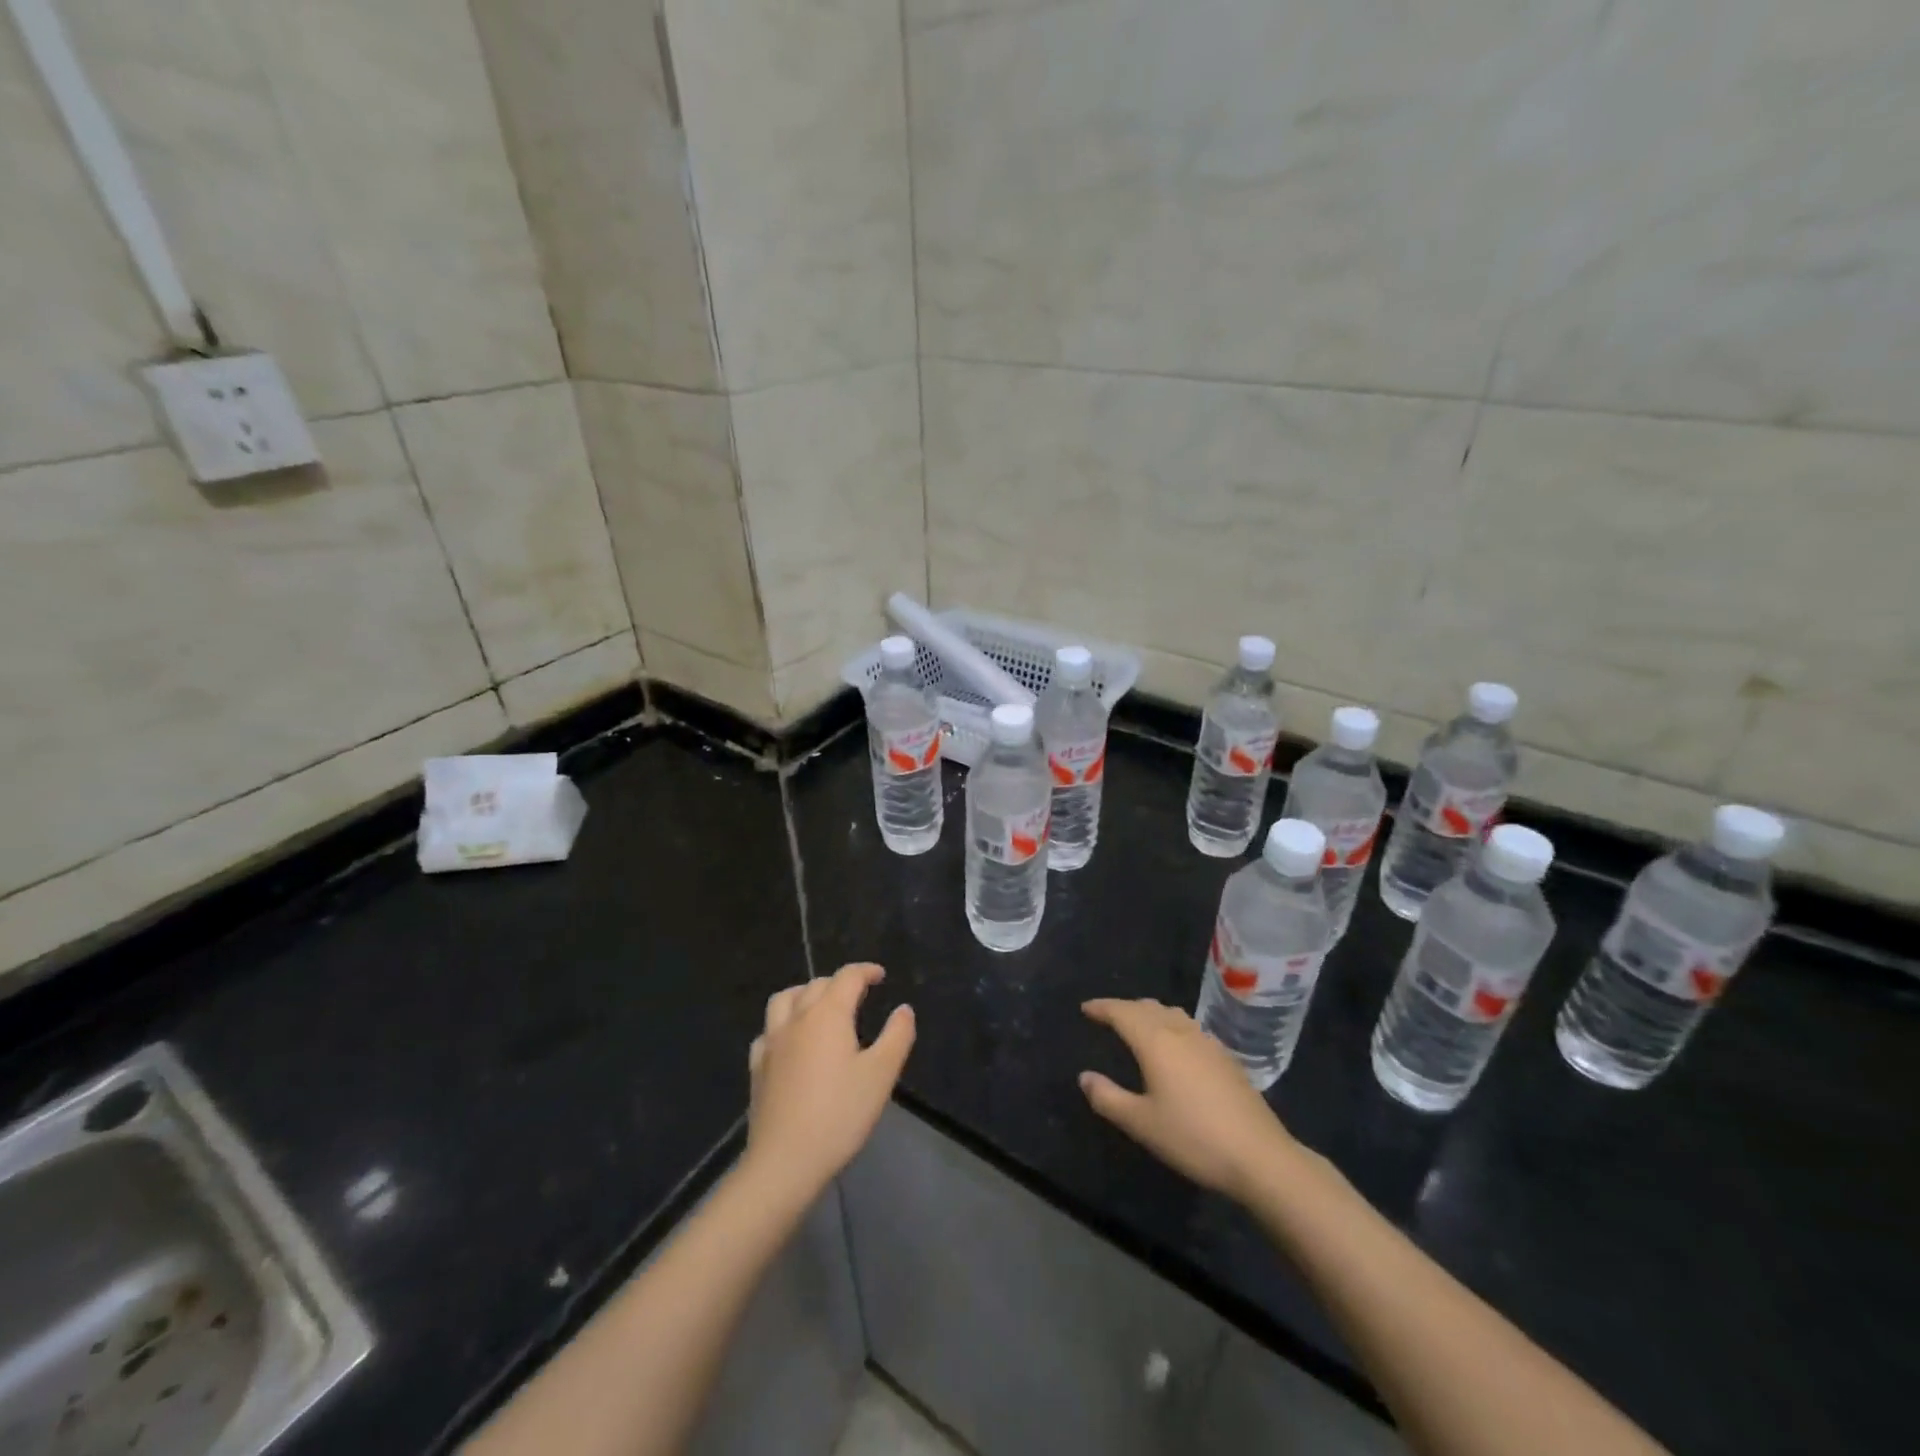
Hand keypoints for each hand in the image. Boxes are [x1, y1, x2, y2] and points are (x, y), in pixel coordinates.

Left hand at [743, 963, 914, 1208]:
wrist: (784, 1161)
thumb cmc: (839, 1114)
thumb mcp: (881, 1074)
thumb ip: (896, 1036)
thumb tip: (904, 1009)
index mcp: (828, 1014)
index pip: (847, 977)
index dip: (866, 971)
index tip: (880, 975)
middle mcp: (796, 1018)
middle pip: (817, 984)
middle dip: (839, 982)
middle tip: (858, 995)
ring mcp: (771, 1042)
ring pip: (784, 999)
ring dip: (805, 993)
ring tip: (820, 1006)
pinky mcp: (757, 1067)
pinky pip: (768, 1031)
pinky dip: (782, 1024)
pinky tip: (790, 1041)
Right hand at [1079, 998, 1300, 1203]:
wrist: (1260, 1156)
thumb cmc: (1193, 1138)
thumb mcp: (1141, 1124)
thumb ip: (1108, 1098)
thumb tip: (1085, 1077)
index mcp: (1156, 1042)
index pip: (1122, 1012)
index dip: (1102, 1007)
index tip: (1086, 1008)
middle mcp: (1180, 1032)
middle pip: (1147, 1007)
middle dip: (1124, 1008)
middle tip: (1107, 1016)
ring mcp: (1207, 1042)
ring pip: (1171, 1014)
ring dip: (1149, 1013)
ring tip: (1138, 1025)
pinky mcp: (1226, 1057)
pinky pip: (1188, 1027)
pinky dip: (1170, 1025)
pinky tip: (1175, 1046)